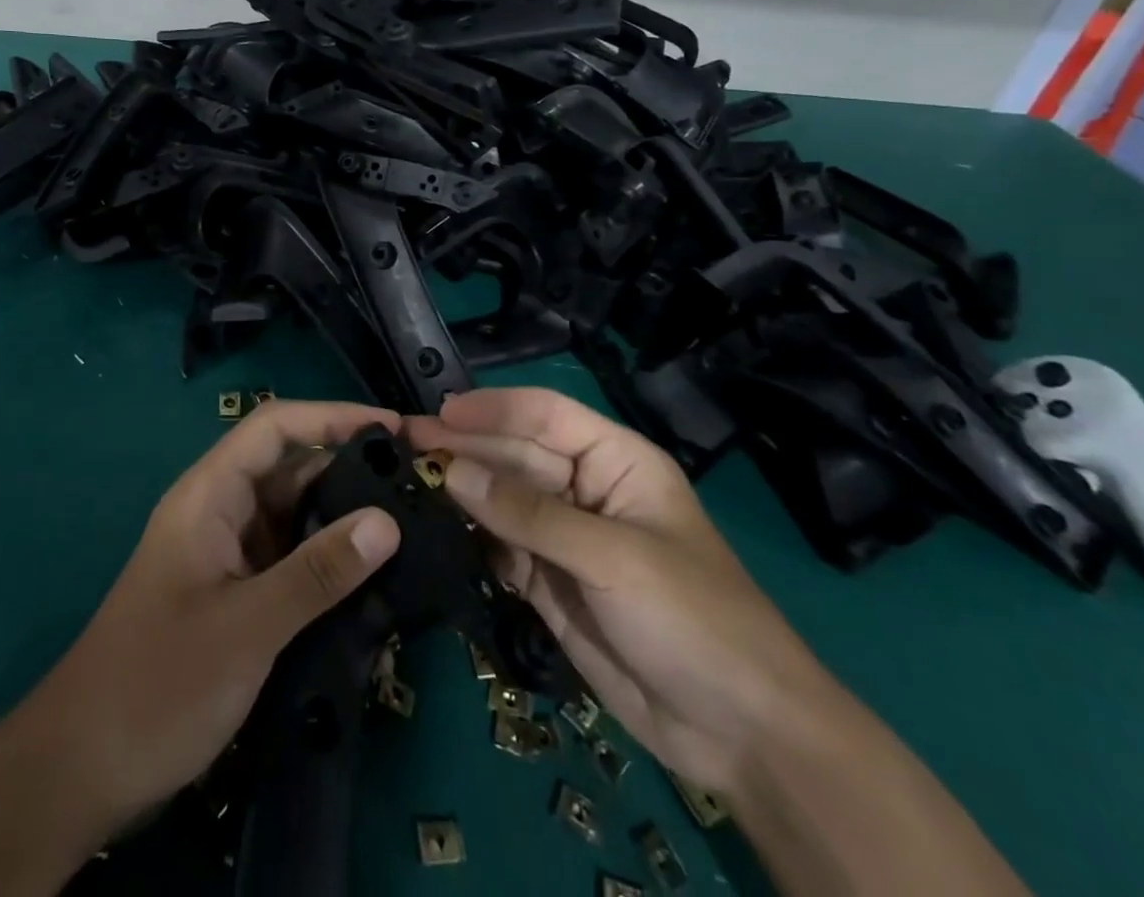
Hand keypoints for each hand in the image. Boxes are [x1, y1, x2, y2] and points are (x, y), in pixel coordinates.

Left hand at [30, 399, 402, 830]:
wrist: (80, 772)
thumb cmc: (157, 683)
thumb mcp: (245, 627)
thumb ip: (317, 573)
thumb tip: (388, 521)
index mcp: (209, 495)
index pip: (274, 426)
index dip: (332, 416)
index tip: (393, 427)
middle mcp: (220, 512)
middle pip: (290, 468)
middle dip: (349, 467)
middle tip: (417, 483)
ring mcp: (228, 555)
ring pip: (294, 515)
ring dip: (343, 517)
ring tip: (410, 525)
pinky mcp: (236, 594)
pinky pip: (290, 559)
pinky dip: (328, 561)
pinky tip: (372, 579)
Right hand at [408, 388, 836, 797]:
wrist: (740, 733)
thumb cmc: (692, 618)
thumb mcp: (612, 557)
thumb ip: (529, 513)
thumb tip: (453, 471)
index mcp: (615, 461)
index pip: (545, 415)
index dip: (493, 408)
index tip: (438, 413)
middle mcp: (585, 489)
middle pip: (515, 456)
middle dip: (464, 449)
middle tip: (403, 446)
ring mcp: (565, 539)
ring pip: (502, 500)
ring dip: (460, 492)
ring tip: (406, 483)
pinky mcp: (549, 584)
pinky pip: (500, 547)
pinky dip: (469, 539)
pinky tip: (434, 531)